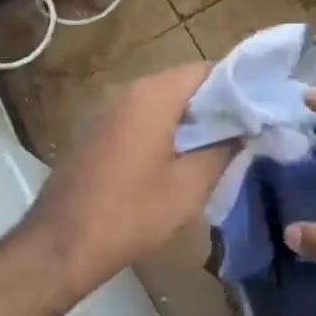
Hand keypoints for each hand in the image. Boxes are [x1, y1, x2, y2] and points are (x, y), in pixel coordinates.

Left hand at [24, 62, 232, 299]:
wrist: (60, 245)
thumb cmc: (131, 213)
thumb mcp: (190, 186)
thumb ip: (224, 149)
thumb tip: (244, 130)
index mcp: (153, 94)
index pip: (206, 70)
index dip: (235, 89)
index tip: (255, 114)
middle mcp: (128, 89)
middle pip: (183, 83)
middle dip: (213, 106)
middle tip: (240, 134)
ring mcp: (108, 108)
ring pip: (161, 100)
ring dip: (188, 119)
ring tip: (214, 149)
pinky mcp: (96, 129)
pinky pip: (140, 116)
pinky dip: (163, 128)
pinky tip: (175, 160)